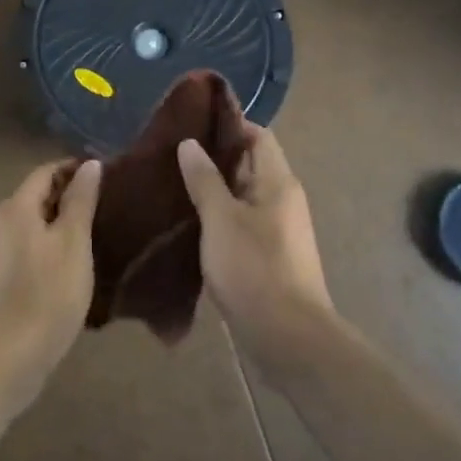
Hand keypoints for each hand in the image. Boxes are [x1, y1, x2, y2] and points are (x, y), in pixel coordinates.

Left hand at [0, 160, 100, 409]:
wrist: (8, 356)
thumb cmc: (48, 292)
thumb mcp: (74, 241)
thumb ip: (81, 200)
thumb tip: (89, 165)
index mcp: (16, 206)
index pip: (46, 172)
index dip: (74, 169)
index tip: (105, 177)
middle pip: (36, 196)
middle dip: (67, 196)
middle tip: (103, 207)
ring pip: (30, 224)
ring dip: (57, 223)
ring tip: (91, 235)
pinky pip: (25, 247)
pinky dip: (46, 246)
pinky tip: (67, 265)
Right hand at [178, 125, 338, 376]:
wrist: (288, 338)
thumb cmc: (254, 269)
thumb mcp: (221, 219)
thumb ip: (204, 179)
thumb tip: (190, 143)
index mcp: (278, 181)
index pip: (258, 135)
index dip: (228, 125)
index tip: (192, 122)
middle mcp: (282, 199)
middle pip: (250, 163)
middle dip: (214, 156)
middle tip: (172, 152)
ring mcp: (278, 229)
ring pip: (243, 195)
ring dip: (214, 188)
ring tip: (173, 182)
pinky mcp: (269, 255)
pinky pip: (242, 222)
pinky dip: (218, 216)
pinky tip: (189, 221)